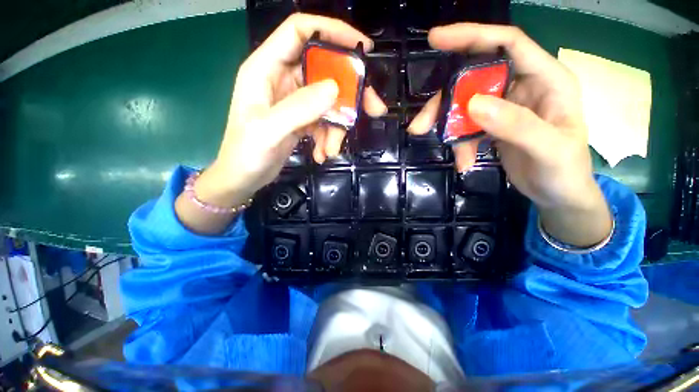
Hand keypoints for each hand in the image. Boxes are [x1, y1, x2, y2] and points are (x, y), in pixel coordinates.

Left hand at [176, 13, 385, 233]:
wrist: (244, 177)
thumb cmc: (246, 153)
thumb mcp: (268, 130)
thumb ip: (299, 108)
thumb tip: (334, 89)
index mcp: (266, 68)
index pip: (300, 31)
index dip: (332, 31)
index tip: (362, 49)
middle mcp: (283, 79)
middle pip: (325, 71)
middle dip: (350, 92)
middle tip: (373, 109)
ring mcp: (294, 101)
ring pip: (329, 102)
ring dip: (338, 127)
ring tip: (332, 150)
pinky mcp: (302, 119)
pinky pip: (324, 121)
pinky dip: (329, 138)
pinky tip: (323, 154)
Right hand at [408, 24, 610, 246]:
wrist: (558, 195)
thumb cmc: (564, 172)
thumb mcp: (548, 149)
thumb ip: (515, 124)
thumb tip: (472, 104)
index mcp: (546, 79)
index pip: (507, 43)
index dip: (472, 36)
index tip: (435, 39)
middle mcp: (523, 86)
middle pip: (474, 79)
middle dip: (445, 100)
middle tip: (421, 124)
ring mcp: (506, 106)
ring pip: (465, 105)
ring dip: (447, 127)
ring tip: (445, 149)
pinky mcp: (493, 125)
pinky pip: (467, 126)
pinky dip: (459, 144)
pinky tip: (463, 162)